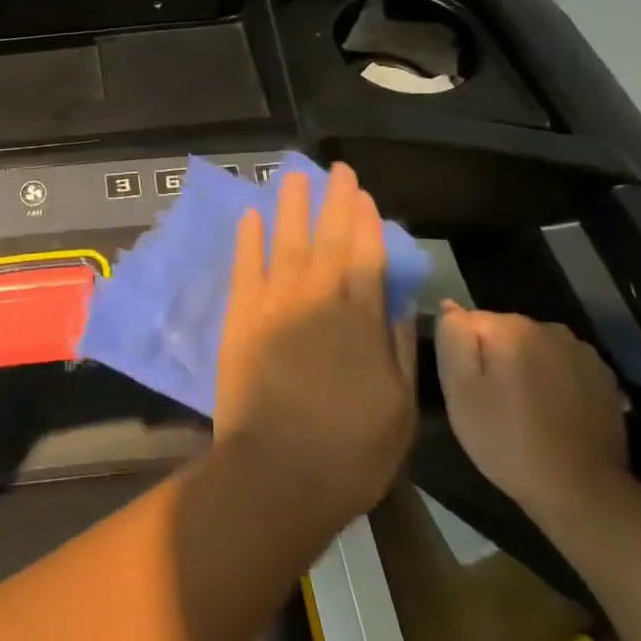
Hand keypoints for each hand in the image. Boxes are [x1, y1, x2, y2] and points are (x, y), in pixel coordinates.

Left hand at [213, 164, 417, 531]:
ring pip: (286, 240)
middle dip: (335, 200)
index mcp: (361, 317)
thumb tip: (396, 300)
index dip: (366, 221)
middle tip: (336, 169)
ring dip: (292, 206)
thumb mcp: (400, 405)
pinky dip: (247, 238)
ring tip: (293, 175)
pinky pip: (244, 265)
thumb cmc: (351, 449)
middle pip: (329, 237)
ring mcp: (275, 302)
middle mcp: (318, 297)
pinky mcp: (241, 315)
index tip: (364, 195)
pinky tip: (250, 215)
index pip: (367, 254)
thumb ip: (397, 345)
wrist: (278, 471)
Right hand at [434, 302, 630, 526]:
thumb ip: (452, 338)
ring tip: (523, 409)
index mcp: (510, 328)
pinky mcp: (603, 377)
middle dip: (494, 358)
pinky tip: (552, 412)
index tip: (469, 388)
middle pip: (503, 331)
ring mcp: (582, 351)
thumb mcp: (458, 390)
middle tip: (492, 402)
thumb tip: (451, 306)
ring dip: (525, 367)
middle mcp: (548, 328)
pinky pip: (562, 365)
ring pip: (534, 347)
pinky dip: (553, 380)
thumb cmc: (507, 440)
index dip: (462, 354)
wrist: (581, 492)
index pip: (467, 321)